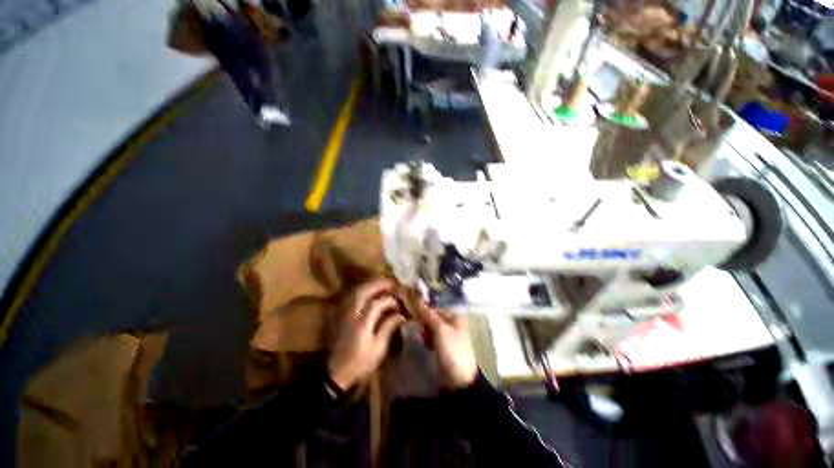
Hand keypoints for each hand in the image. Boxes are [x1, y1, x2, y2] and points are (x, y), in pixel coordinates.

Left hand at [327, 278, 406, 390]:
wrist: (335, 373)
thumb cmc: (359, 363)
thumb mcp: (378, 349)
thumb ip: (388, 328)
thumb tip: (401, 315)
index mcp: (363, 323)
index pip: (377, 303)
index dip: (390, 300)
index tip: (399, 303)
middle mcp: (352, 313)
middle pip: (364, 291)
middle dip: (379, 284)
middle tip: (391, 282)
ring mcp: (344, 313)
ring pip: (356, 291)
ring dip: (370, 284)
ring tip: (381, 283)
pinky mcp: (340, 315)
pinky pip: (351, 296)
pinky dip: (361, 290)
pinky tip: (368, 291)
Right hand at [415, 303, 477, 388]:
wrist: (458, 378)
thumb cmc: (451, 348)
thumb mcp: (440, 329)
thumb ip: (429, 315)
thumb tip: (418, 302)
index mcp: (455, 316)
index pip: (436, 308)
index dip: (425, 310)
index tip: (413, 313)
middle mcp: (452, 323)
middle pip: (433, 317)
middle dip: (424, 321)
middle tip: (416, 325)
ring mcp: (447, 336)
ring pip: (431, 327)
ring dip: (424, 330)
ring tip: (419, 334)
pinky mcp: (442, 347)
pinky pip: (431, 337)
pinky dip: (426, 338)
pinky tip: (420, 340)